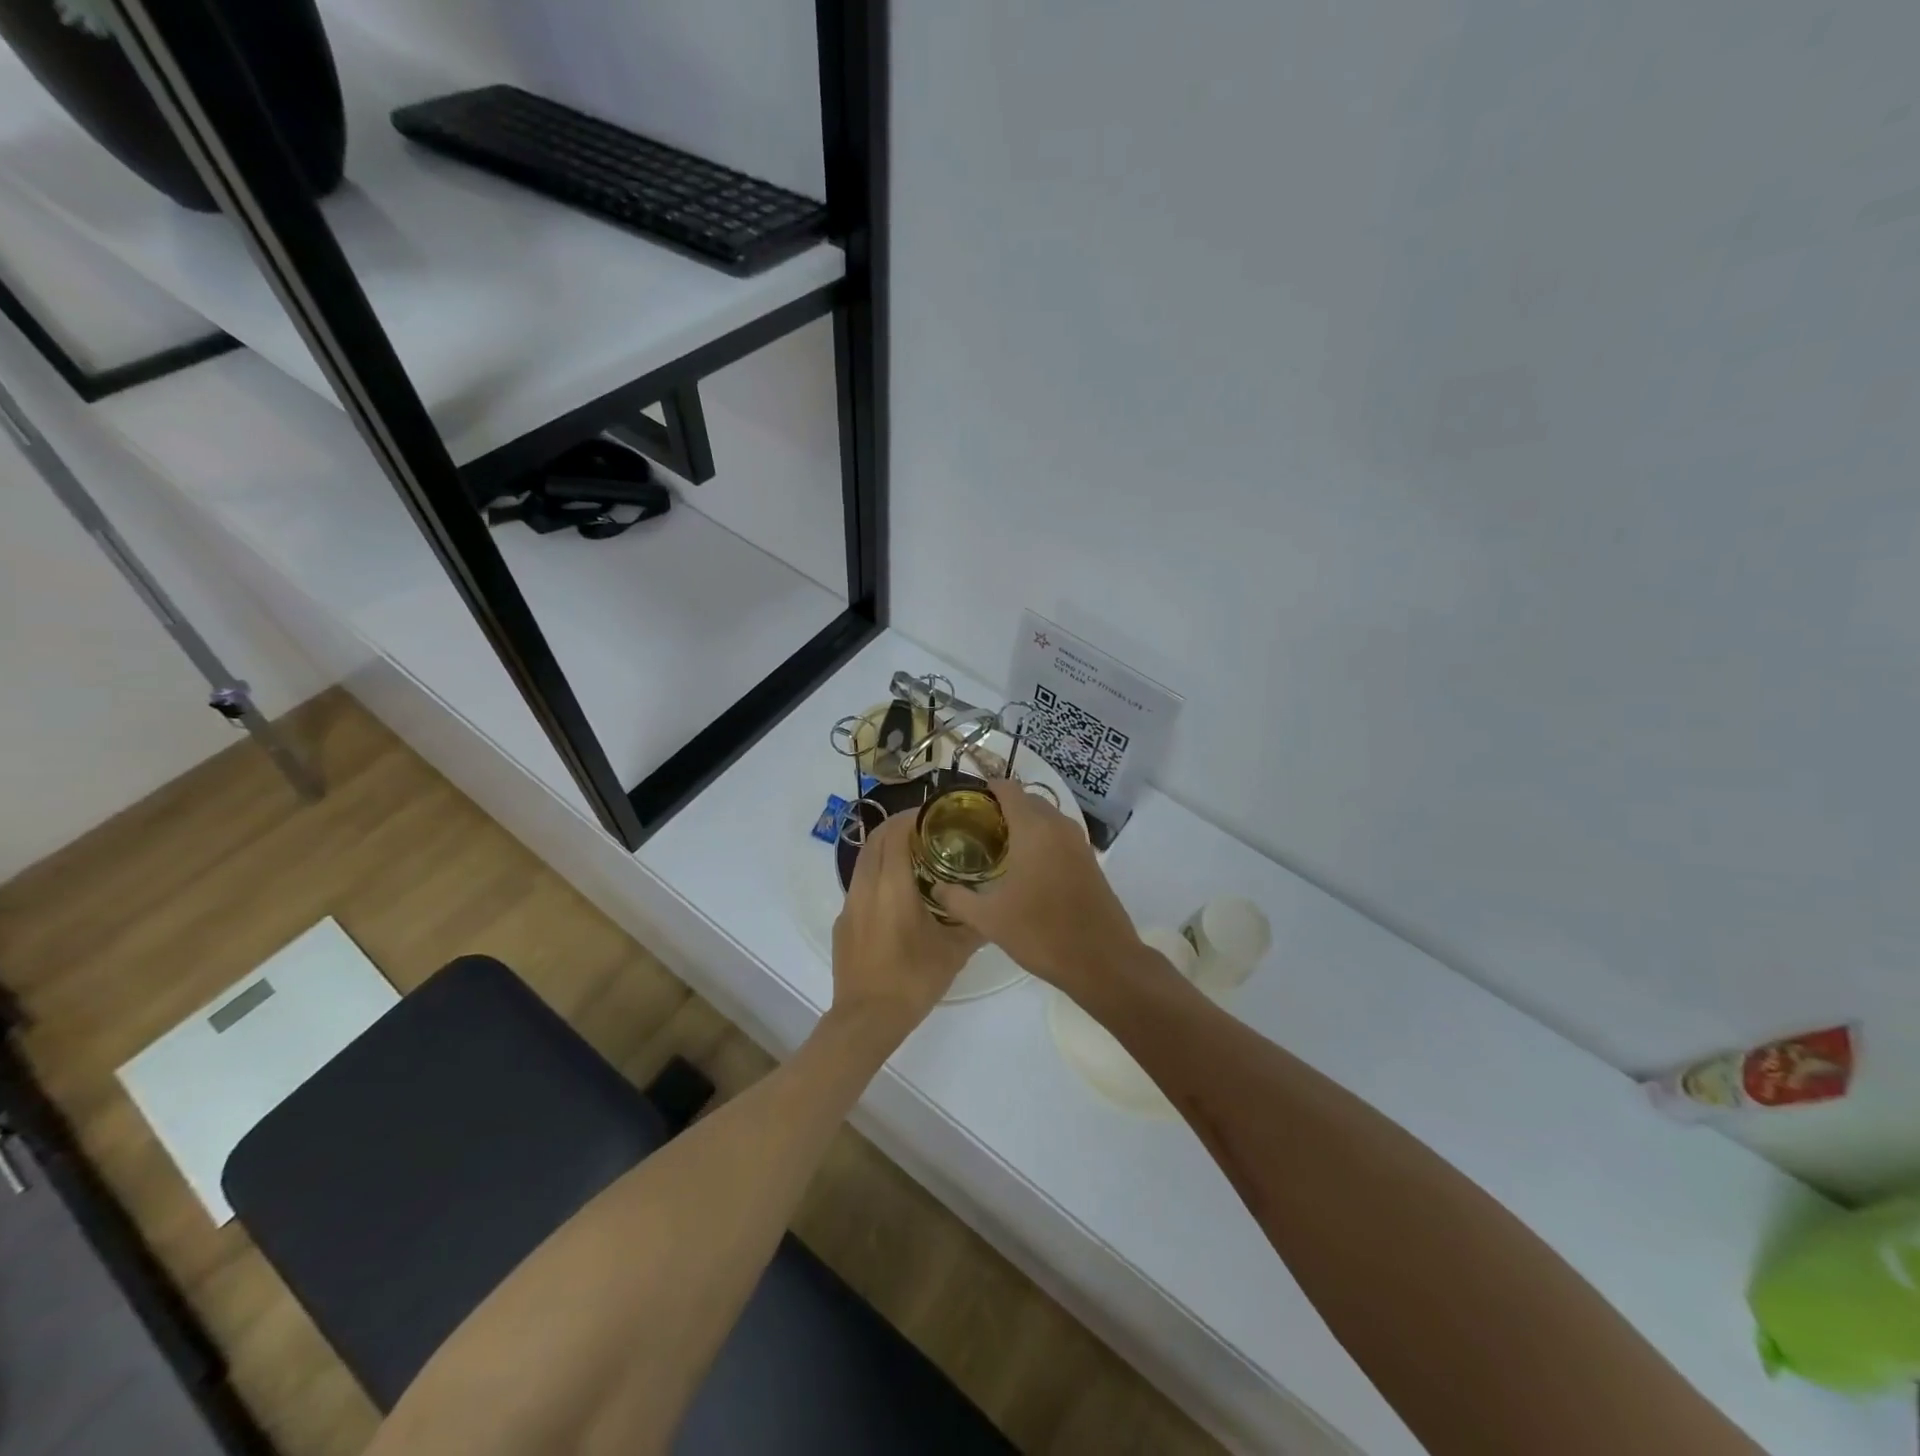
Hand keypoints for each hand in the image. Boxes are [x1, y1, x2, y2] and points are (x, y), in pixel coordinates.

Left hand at [831, 813, 981, 1039]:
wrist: (866, 1019)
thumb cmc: (913, 980)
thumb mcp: (954, 952)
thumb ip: (976, 924)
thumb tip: (995, 906)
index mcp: (892, 886)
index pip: (895, 832)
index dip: (912, 817)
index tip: (935, 815)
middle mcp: (866, 886)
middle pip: (875, 839)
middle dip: (897, 827)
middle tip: (927, 830)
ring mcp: (849, 904)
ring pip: (864, 860)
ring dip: (885, 849)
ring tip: (914, 857)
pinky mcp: (843, 922)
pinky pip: (859, 884)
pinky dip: (877, 874)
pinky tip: (897, 895)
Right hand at [931, 781, 1139, 998]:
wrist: (1102, 960)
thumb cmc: (1042, 932)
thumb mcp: (989, 919)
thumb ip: (957, 899)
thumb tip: (936, 887)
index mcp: (1033, 828)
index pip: (1007, 788)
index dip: (984, 790)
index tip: (964, 806)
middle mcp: (1058, 826)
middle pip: (1027, 799)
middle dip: (1002, 807)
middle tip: (975, 829)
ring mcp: (1078, 842)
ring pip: (1046, 817)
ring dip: (1024, 823)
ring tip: (996, 848)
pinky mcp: (1089, 860)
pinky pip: (1059, 835)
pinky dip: (1041, 839)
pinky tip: (1025, 867)